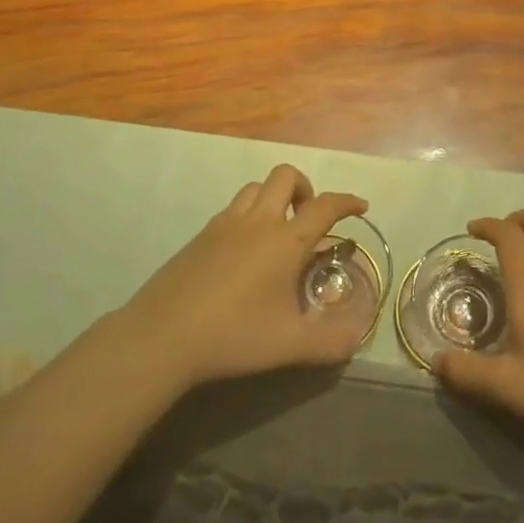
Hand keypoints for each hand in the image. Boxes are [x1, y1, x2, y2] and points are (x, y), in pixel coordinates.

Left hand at [122, 165, 371, 390]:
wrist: (163, 335)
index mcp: (285, 241)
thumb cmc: (234, 335)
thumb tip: (357, 336)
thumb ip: (330, 342)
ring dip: (274, 198)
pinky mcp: (200, 235)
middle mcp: (257, 221)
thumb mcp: (290, 346)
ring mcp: (224, 224)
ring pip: (256, 187)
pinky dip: (248, 215)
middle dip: (305, 188)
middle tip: (309, 219)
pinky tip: (244, 251)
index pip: (325, 206)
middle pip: (285, 176)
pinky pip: (232, 209)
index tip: (360, 207)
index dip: (347, 202)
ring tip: (278, 231)